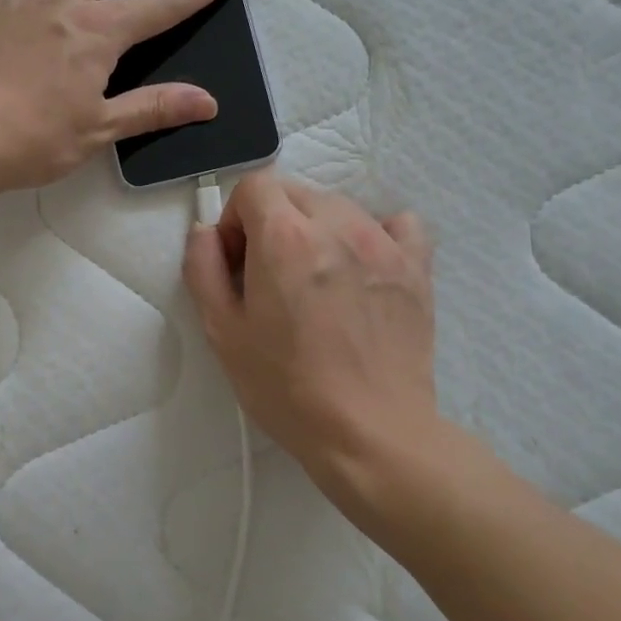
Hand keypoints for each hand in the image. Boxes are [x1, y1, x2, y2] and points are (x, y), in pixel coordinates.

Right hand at [182, 172, 466, 527]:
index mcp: (285, 237)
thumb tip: (204, 232)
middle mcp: (337, 224)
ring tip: (315, 280)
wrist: (371, 433)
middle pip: (295, 192)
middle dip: (272, 220)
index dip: (236, 219)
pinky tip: (362, 267)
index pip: (255, 186)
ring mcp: (384, 242)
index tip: (237, 261)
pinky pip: (395, 223)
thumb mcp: (223, 332)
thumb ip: (202, 268)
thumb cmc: (287, 387)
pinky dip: (373, 233)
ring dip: (316, 228)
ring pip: (339, 206)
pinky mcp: (417, 266)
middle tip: (269, 275)